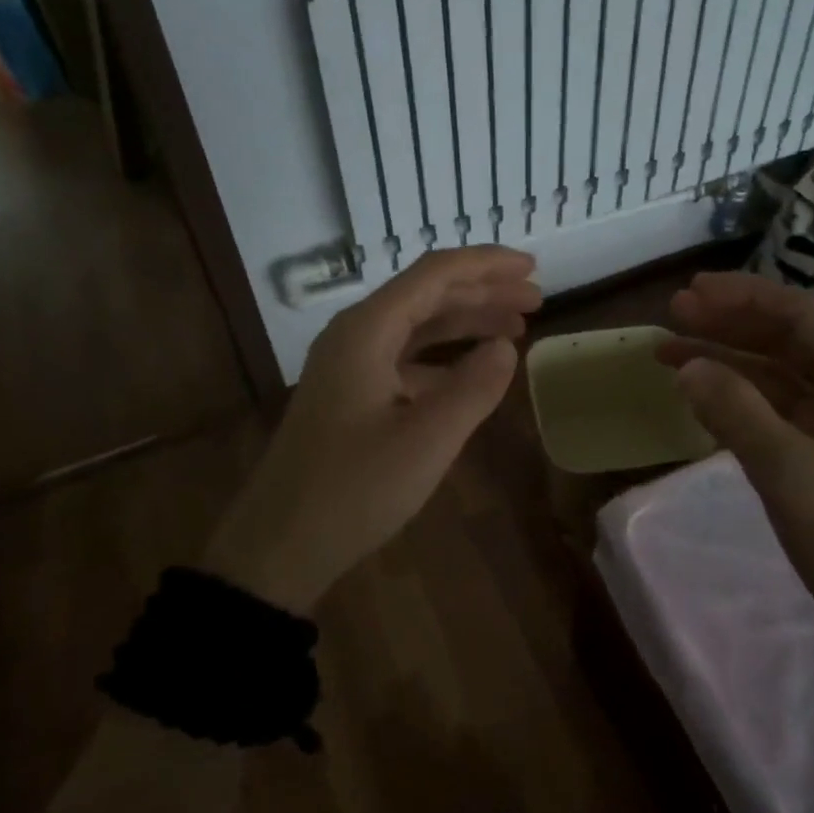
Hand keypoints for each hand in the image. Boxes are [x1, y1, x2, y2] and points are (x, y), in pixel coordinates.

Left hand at [208, 247, 540, 612]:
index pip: (435, 275)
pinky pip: (405, 360)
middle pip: (427, 295)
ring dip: (466, 323)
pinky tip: (473, 375)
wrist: (278, 546)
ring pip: (417, 327)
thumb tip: (506, 347)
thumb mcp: (427, 441)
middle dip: (483, 292)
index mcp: (367, 331)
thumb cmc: (353, 490)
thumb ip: (474, 388)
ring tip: (516, 330)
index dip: (488, 265)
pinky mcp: (350, 395)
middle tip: (535, 300)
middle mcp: (355, 336)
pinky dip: (444, 360)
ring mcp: (349, 366)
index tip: (533, 268)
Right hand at [659, 272, 813, 675]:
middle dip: (729, 325)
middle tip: (672, 316)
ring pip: (779, 380)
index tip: (689, 292)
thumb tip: (687, 364)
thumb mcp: (791, 472)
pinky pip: (778, 417)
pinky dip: (740, 404)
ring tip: (671, 355)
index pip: (799, 317)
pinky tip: (705, 402)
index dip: (742, 297)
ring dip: (728, 364)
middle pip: (787, 342)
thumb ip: (736, 412)